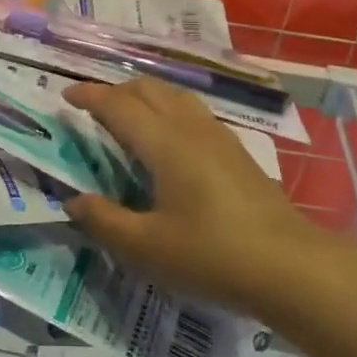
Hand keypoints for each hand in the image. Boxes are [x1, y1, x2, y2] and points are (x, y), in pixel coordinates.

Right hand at [62, 79, 327, 315]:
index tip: (66, 96)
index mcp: (164, 143)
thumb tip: (73, 201)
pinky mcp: (237, 152)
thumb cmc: (211, 254)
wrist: (289, 266)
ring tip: (129, 117)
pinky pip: (193, 113)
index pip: (119, 105)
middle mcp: (191, 128)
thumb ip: (104, 221)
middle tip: (93, 108)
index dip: (90, 96)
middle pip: (149, 90)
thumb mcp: (145, 247)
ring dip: (146, 97)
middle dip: (117, 90)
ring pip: (176, 97)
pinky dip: (168, 110)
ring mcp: (219, 137)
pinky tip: (169, 140)